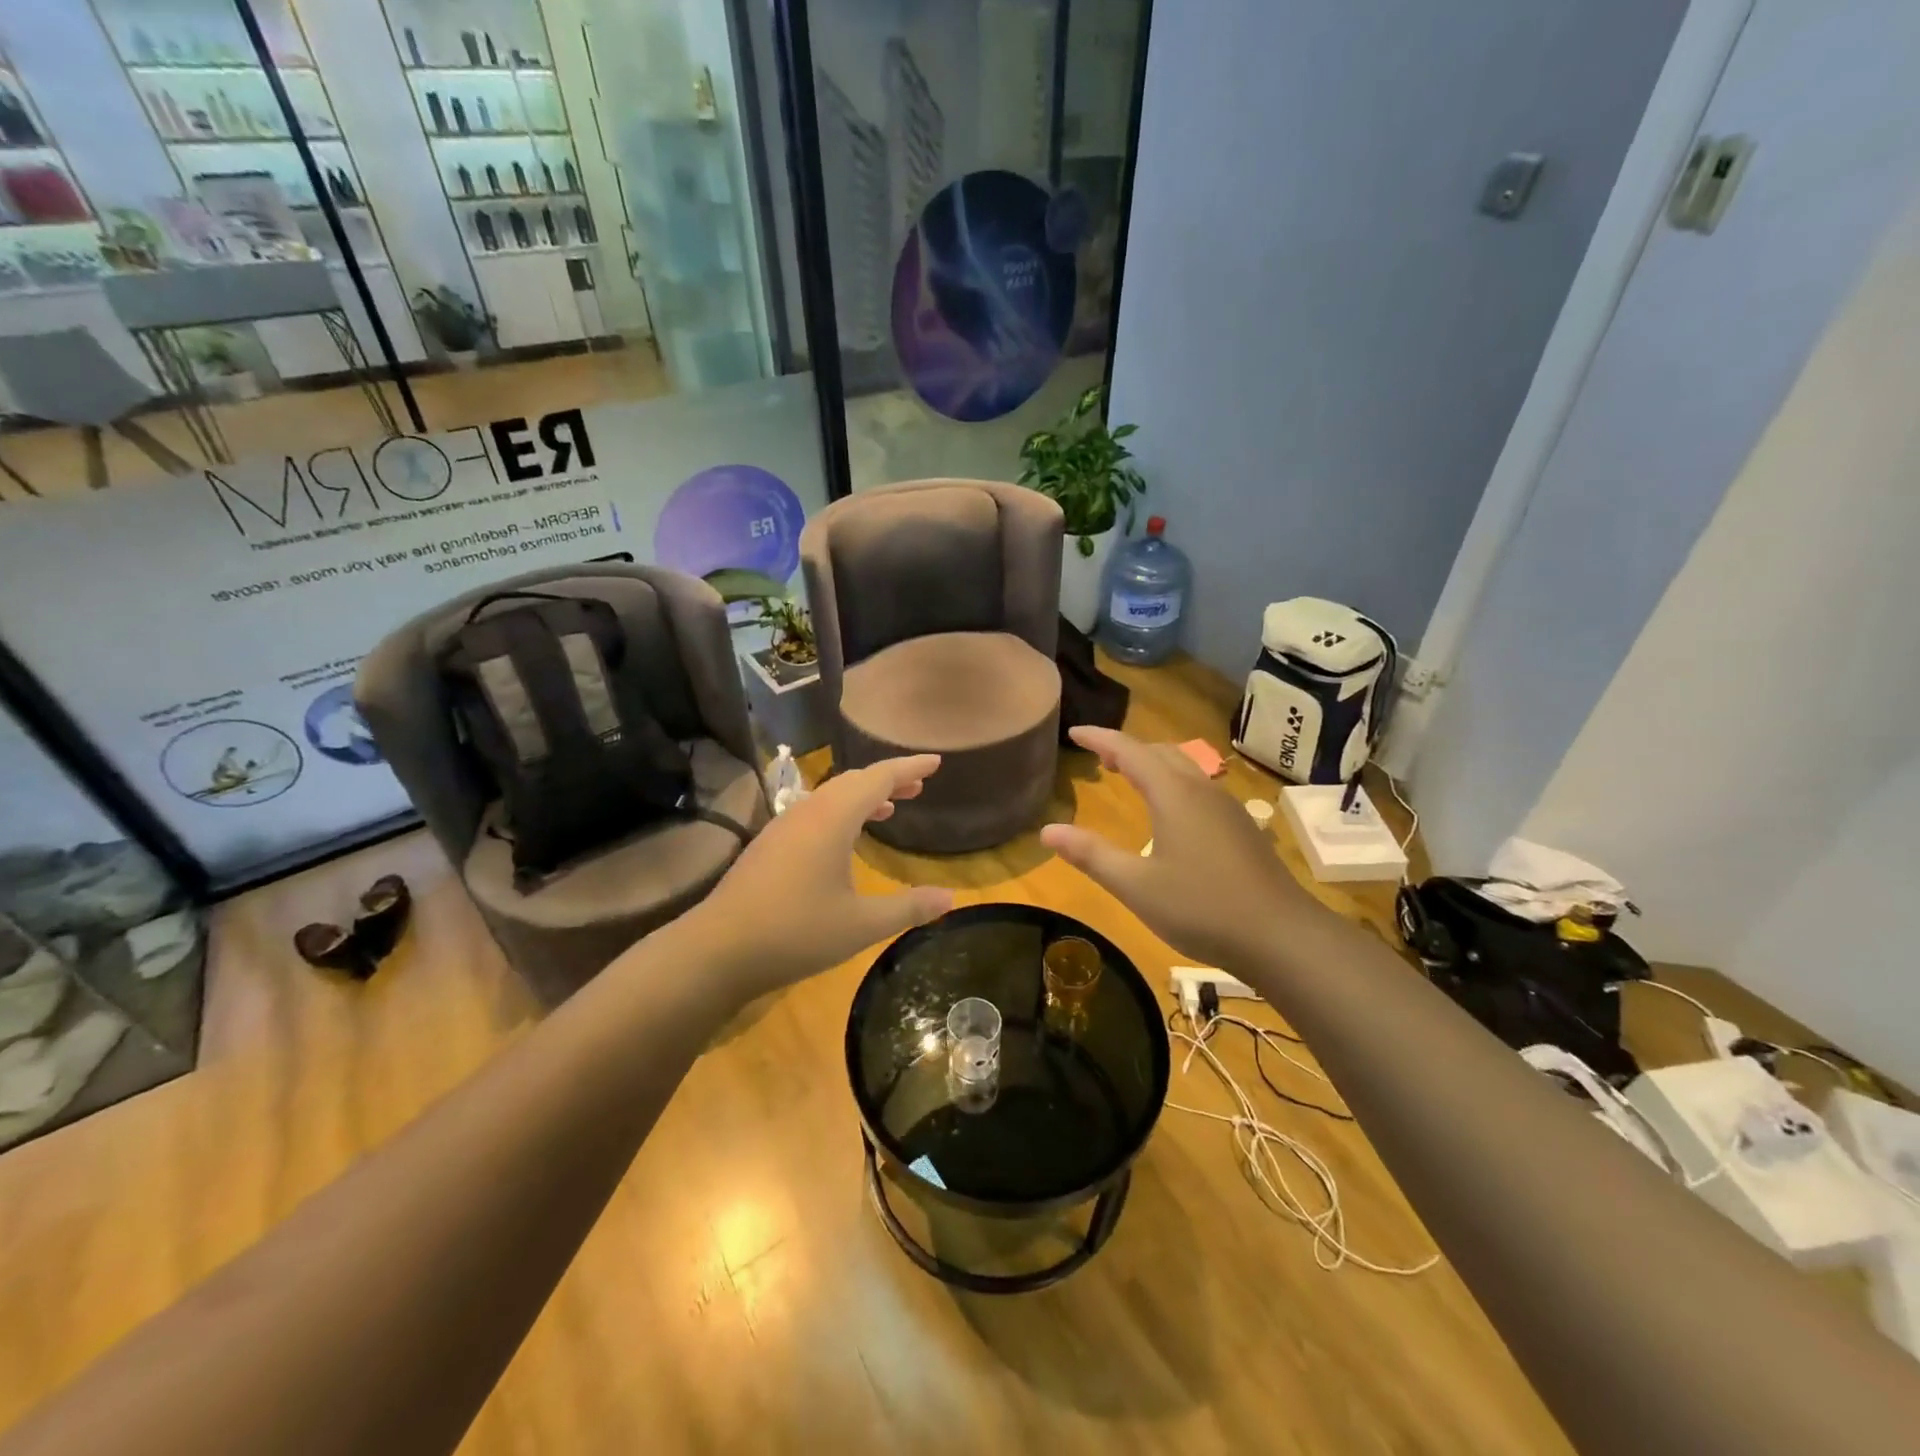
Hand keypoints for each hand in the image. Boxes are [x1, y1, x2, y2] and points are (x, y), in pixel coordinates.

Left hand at [680, 755, 955, 1001]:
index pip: (878, 778)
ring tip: (890, 810)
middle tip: (917, 789)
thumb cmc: (796, 932)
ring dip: (863, 798)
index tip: (935, 762)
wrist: (718, 950)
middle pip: (853, 782)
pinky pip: (814, 813)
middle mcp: (808, 812)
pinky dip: (840, 814)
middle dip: (888, 781)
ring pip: (831, 797)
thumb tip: (950, 899)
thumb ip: (908, 908)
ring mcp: (783, 827)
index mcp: (833, 818)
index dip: (909, 769)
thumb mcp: (861, 925)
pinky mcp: (769, 845)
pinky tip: (845, 840)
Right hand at [1041, 727, 1318, 970]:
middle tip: (1099, 756)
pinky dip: (1173, 783)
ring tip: (1129, 776)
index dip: (1100, 738)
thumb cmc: (1201, 908)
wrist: (1281, 936)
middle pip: (1160, 752)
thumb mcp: (1136, 886)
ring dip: (1152, 763)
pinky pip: (1199, 787)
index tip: (1074, 733)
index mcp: (1173, 795)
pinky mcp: (1240, 828)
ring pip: (1184, 768)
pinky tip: (1170, 812)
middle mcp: (1201, 790)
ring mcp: (1226, 808)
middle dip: (1127, 748)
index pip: (1129, 751)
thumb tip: (1047, 830)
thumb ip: (1091, 855)